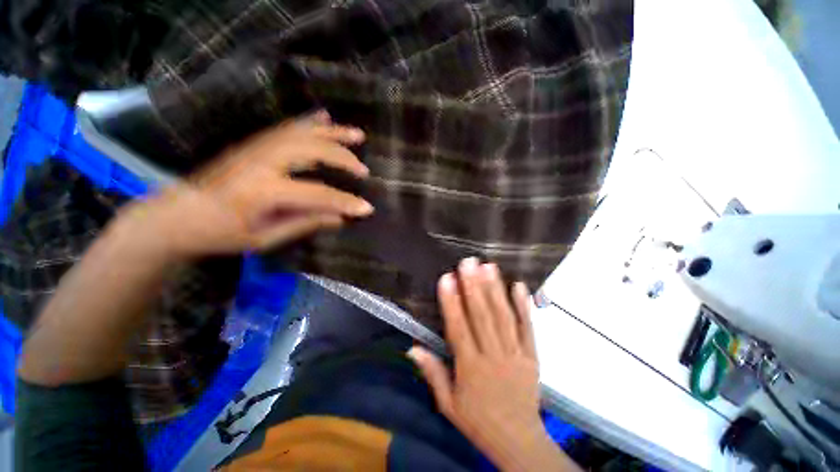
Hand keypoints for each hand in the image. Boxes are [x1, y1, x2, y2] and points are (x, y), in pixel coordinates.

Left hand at [122, 111, 373, 258]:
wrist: (174, 215)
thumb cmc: (219, 234)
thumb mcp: (264, 239)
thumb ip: (304, 224)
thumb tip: (339, 219)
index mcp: (263, 191)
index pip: (317, 194)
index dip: (345, 202)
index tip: (367, 208)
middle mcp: (262, 162)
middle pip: (312, 151)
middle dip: (343, 159)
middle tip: (364, 171)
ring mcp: (256, 147)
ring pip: (302, 132)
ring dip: (333, 133)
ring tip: (357, 134)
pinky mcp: (253, 143)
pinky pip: (286, 127)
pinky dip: (309, 121)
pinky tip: (324, 117)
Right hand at [409, 258, 579, 470]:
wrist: (519, 441)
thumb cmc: (478, 421)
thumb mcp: (448, 404)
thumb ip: (432, 373)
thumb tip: (412, 348)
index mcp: (470, 367)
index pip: (458, 328)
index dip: (451, 301)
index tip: (447, 278)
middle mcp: (492, 356)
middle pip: (482, 316)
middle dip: (474, 286)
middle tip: (469, 262)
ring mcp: (515, 354)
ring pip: (503, 317)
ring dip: (495, 289)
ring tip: (489, 266)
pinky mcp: (532, 356)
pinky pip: (527, 328)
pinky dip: (523, 306)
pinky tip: (519, 286)